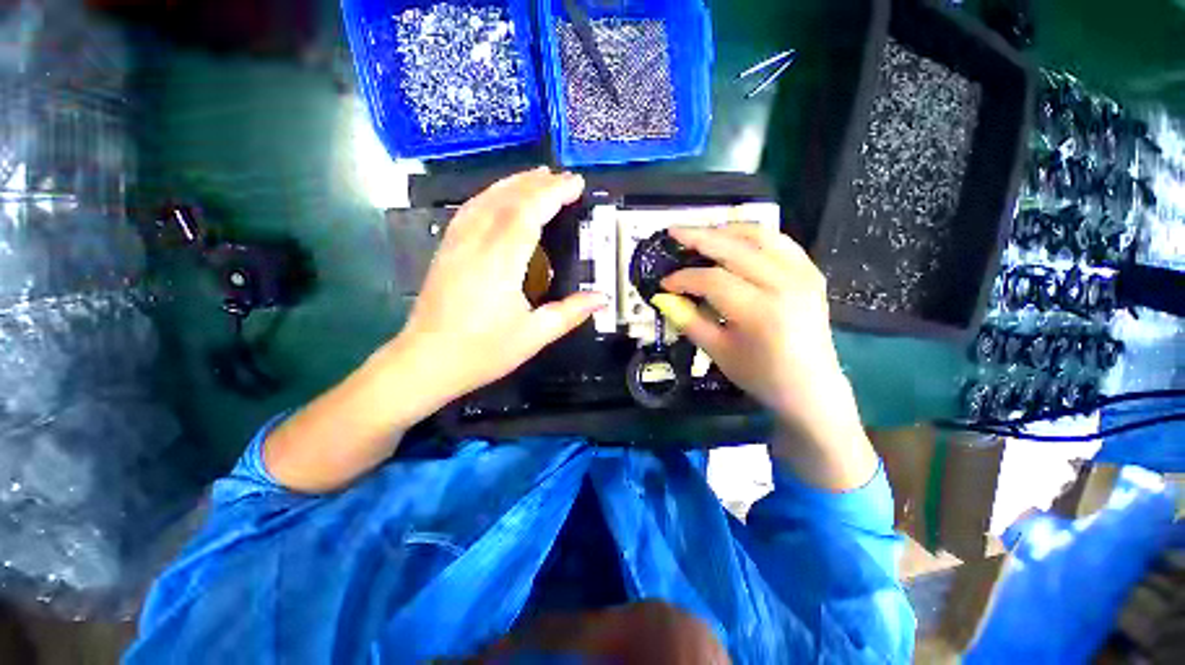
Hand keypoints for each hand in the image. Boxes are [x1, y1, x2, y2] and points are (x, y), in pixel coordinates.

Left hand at [390, 167, 606, 403]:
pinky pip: (469, 210)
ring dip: (513, 183)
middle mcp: (476, 244)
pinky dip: (490, 196)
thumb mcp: (533, 336)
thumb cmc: (482, 351)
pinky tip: (499, 196)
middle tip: (564, 179)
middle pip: (507, 199)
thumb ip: (569, 313)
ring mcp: (456, 244)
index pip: (528, 213)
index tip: (575, 184)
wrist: (425, 362)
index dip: (553, 194)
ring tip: (537, 177)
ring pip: (485, 199)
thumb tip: (601, 299)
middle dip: (538, 184)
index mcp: (500, 263)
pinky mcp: (445, 250)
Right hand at [654, 224, 843, 425]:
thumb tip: (663, 297)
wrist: (811, 388)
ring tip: (702, 233)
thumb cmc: (761, 375)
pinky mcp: (811, 273)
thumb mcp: (718, 352)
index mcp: (760, 311)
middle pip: (734, 248)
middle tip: (673, 233)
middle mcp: (785, 284)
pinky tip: (736, 241)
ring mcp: (803, 275)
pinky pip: (780, 241)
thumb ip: (688, 320)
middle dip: (699, 237)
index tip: (664, 282)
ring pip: (760, 235)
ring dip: (726, 230)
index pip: (712, 280)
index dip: (683, 278)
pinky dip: (754, 236)